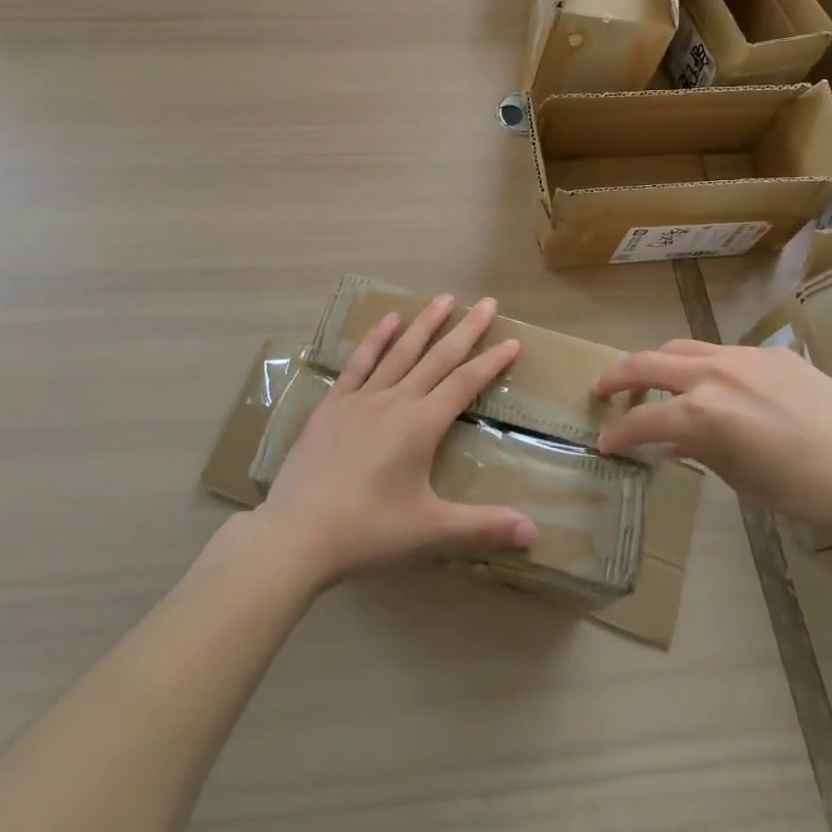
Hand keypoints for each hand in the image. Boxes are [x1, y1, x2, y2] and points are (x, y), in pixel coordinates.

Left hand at [260, 294, 537, 586]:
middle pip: (437, 358)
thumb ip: (483, 526)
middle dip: (465, 329)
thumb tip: (534, 532)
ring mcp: (361, 399)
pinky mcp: (333, 405)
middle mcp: (395, 401)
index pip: (465, 384)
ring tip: (443, 298)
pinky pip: (358, 363)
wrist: (297, 533)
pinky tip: (388, 320)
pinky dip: (375, 339)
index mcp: (421, 425)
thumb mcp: (430, 531)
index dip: (491, 362)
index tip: (513, 341)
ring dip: (424, 324)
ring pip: (400, 352)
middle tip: (486, 302)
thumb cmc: (368, 531)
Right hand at [592, 340, 831, 544]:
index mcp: (701, 413)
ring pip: (683, 347)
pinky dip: (705, 366)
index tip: (606, 444)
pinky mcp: (770, 353)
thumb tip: (674, 440)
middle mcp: (713, 374)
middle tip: (602, 389)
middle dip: (617, 376)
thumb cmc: (802, 491)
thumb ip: (698, 450)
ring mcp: (742, 356)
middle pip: (647, 362)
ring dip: (659, 363)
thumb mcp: (739, 478)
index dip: (619, 434)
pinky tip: (719, 387)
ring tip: (653, 379)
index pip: (642, 420)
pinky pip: (724, 353)